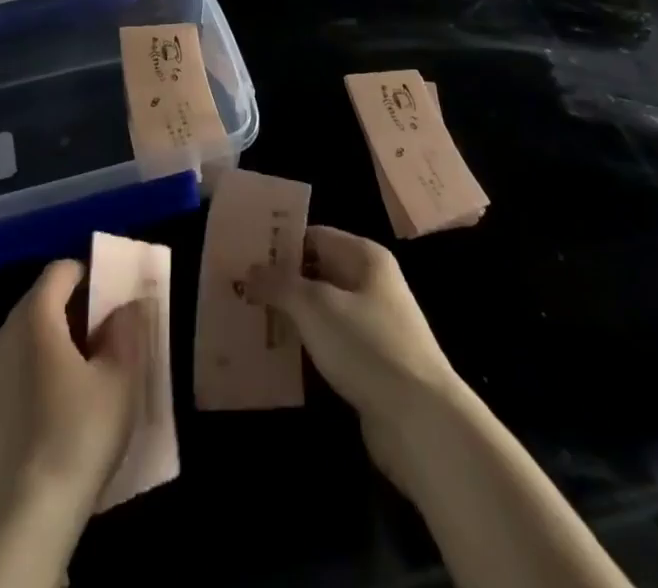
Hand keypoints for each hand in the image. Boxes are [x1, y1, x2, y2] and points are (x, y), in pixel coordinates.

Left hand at [0, 259, 151, 532]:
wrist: (24, 517)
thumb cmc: (78, 433)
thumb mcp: (119, 379)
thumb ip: (126, 330)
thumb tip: (130, 303)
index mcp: (35, 316)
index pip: (60, 271)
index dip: (89, 275)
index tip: (112, 298)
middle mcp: (3, 333)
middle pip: (40, 301)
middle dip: (72, 309)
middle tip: (104, 335)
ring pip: (24, 337)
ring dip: (52, 342)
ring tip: (82, 373)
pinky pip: (11, 370)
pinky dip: (33, 372)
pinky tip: (53, 407)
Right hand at [247, 226, 465, 484]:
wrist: (420, 422)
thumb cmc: (367, 346)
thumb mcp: (316, 306)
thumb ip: (280, 284)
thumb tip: (251, 271)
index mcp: (365, 257)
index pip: (314, 236)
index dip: (280, 243)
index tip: (243, 253)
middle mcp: (371, 284)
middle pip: (317, 273)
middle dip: (280, 281)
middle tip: (237, 287)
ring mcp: (372, 326)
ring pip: (320, 311)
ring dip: (289, 316)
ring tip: (246, 318)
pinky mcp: (369, 365)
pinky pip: (328, 344)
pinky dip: (304, 346)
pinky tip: (274, 355)